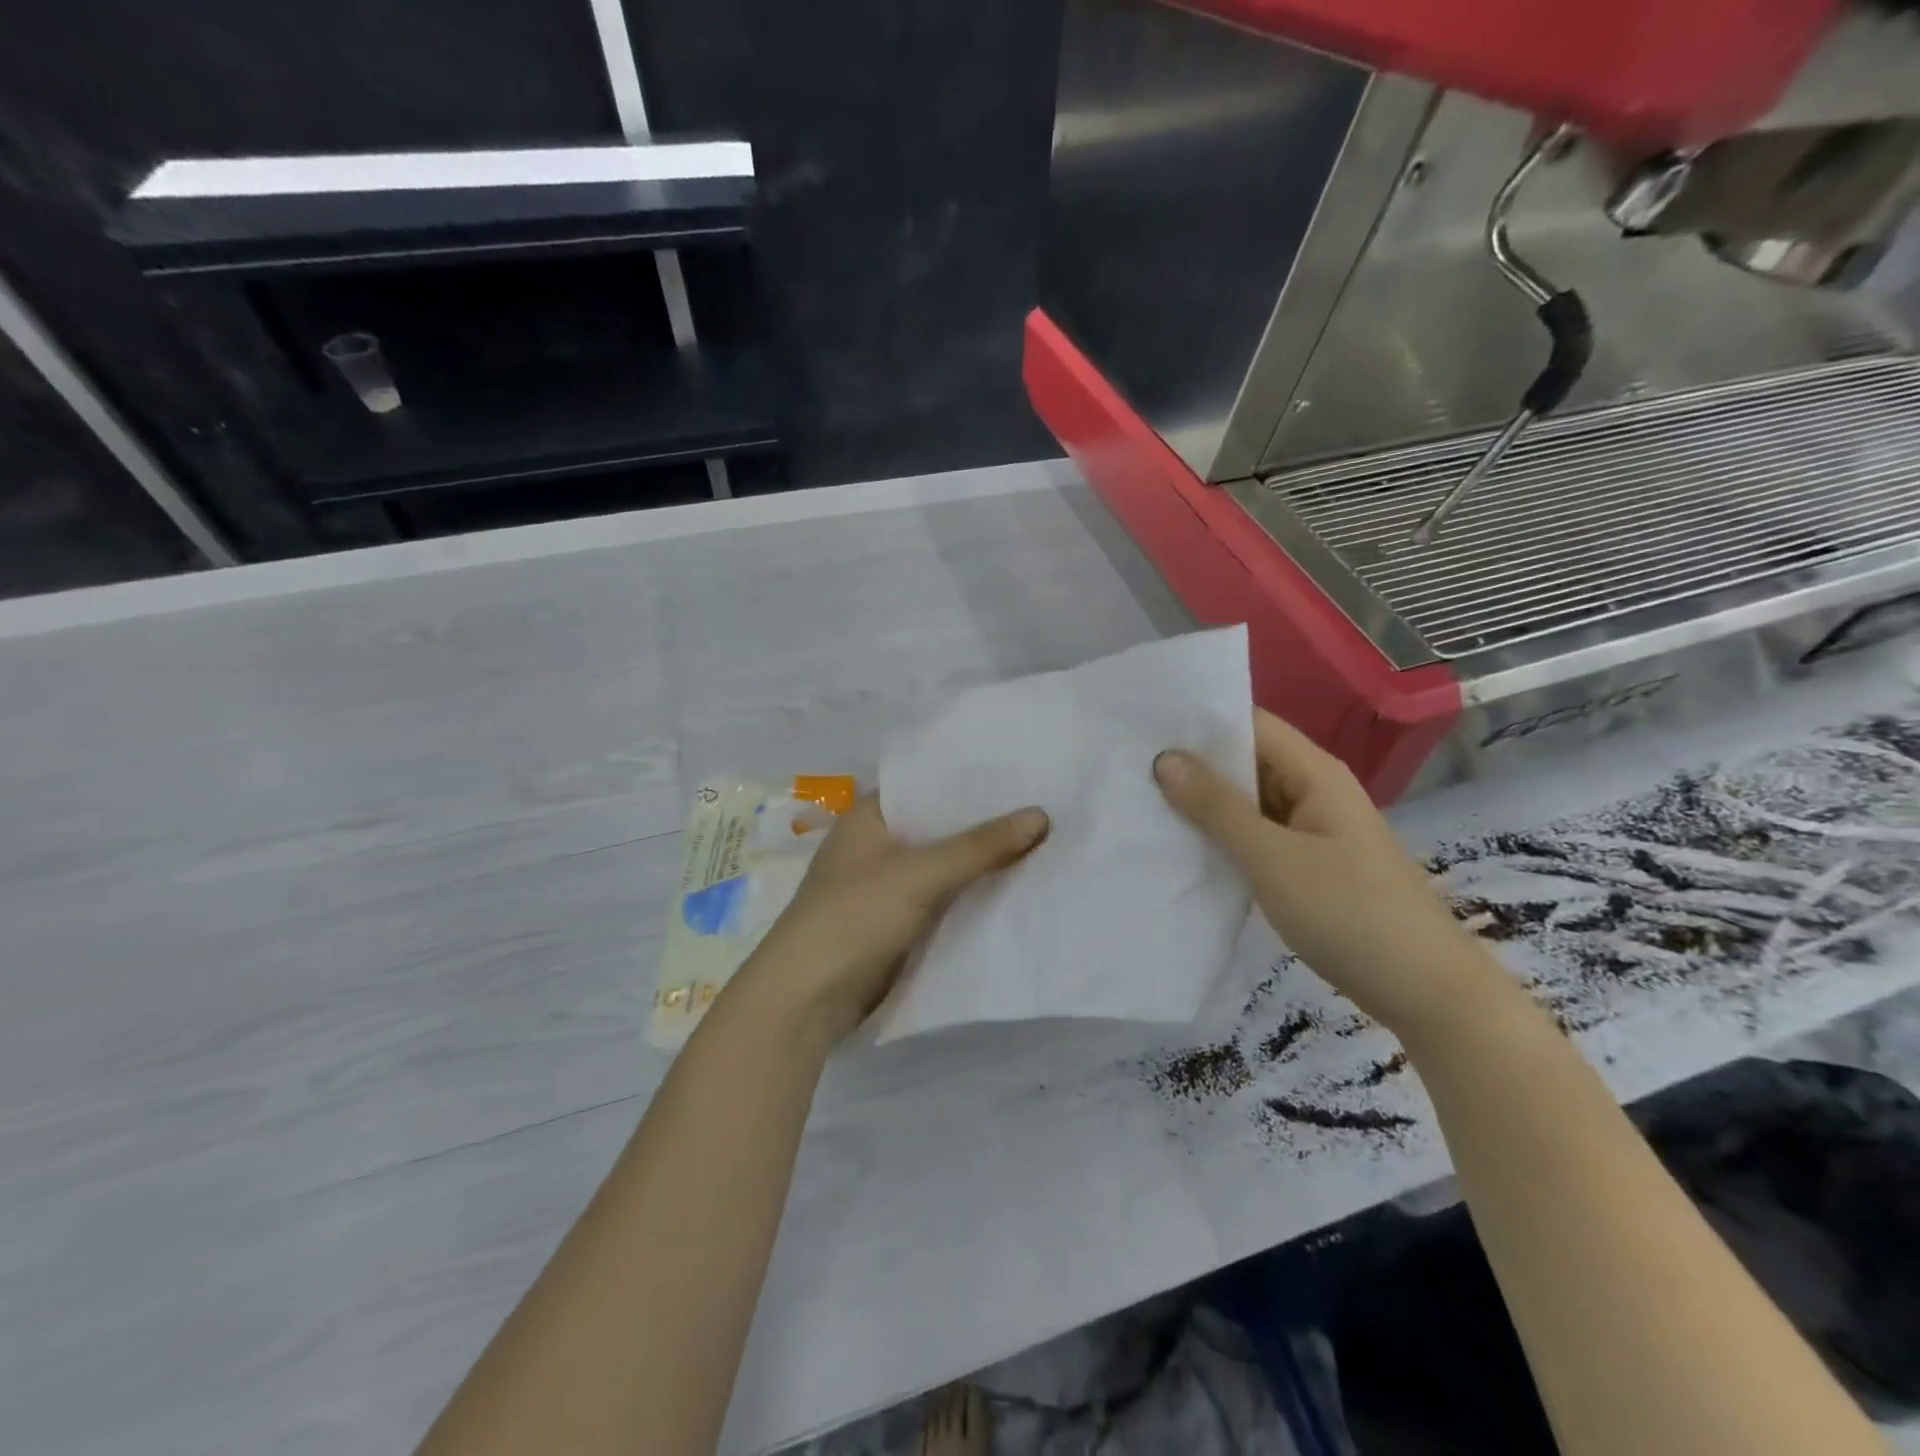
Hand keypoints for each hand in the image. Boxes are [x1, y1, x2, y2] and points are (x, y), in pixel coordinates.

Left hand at [730, 794, 1048, 1047]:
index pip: (926, 783)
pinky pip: (942, 897)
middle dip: (984, 822)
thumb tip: (1041, 815)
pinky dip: (970, 893)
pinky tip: (1015, 887)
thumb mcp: (921, 874)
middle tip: (1046, 804)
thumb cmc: (854, 916)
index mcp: (869, 816)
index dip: (971, 778)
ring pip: (943, 864)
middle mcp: (876, 843)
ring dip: (982, 860)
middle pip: (939, 825)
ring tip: (1044, 841)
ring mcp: (884, 885)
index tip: (1022, 771)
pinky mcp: (895, 922)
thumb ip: (980, 846)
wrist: (806, 999)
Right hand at [1154, 709, 1505, 1038]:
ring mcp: (1313, 830)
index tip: (1144, 727)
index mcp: (1314, 774)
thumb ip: (1218, 807)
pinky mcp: (1309, 864)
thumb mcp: (1273, 858)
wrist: (1425, 992)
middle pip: (1248, 761)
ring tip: (1143, 801)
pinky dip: (1223, 836)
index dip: (1200, 722)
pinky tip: (1183, 846)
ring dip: (1205, 803)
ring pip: (1249, 801)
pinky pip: (1258, 835)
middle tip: (1130, 767)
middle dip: (1194, 764)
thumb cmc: (1349, 913)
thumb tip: (1165, 757)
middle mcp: (1314, 791)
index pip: (1251, 724)